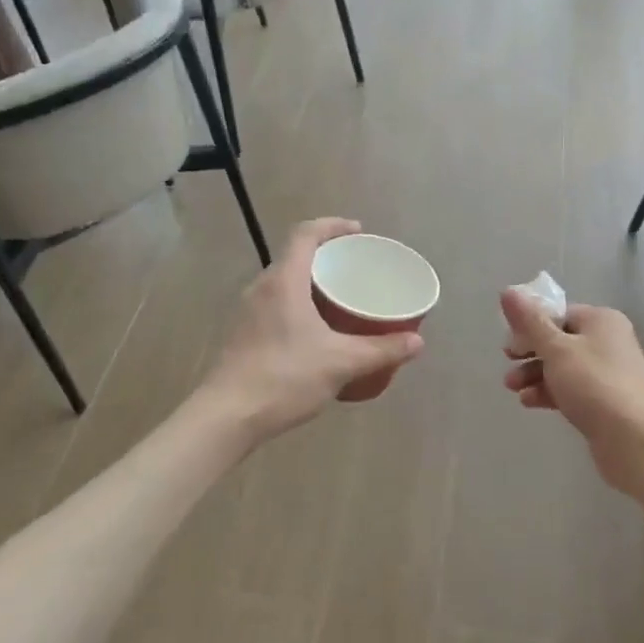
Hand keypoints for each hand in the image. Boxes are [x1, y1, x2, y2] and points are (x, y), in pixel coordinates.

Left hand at [203, 219, 425, 440]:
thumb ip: (381, 350)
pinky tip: (316, 333)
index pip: (306, 234)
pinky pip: (276, 306)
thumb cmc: (284, 378)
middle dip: (327, 257)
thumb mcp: (341, 363)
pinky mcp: (242, 335)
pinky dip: (299, 306)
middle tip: (356, 269)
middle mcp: (261, 288)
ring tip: (341, 299)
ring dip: (312, 283)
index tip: (358, 232)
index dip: (333, 226)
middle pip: (295, 257)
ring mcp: (247, 312)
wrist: (226, 416)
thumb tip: (417, 343)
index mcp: (284, 281)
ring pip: (284, 283)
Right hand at [501, 290, 643, 493]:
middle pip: (560, 340)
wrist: (631, 438)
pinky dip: (551, 391)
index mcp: (602, 320)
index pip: (559, 313)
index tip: (510, 344)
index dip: (530, 326)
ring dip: (536, 375)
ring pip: (564, 367)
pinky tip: (530, 402)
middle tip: (508, 364)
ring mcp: (611, 372)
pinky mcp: (608, 400)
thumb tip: (508, 291)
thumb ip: (530, 321)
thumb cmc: (591, 383)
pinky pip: (573, 388)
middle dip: (530, 354)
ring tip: (513, 389)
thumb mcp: (555, 348)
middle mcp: (610, 341)